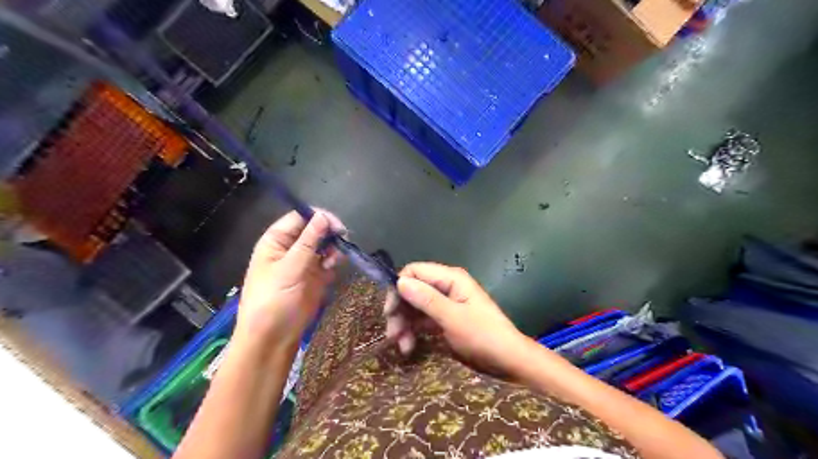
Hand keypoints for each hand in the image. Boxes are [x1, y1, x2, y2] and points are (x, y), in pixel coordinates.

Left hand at [240, 209, 347, 345]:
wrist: (273, 337)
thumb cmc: (273, 299)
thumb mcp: (289, 268)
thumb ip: (308, 241)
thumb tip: (323, 215)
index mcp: (277, 241)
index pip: (300, 217)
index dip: (319, 217)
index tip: (337, 226)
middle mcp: (291, 247)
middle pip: (315, 229)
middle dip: (329, 234)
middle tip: (342, 241)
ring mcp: (304, 262)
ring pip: (324, 245)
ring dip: (333, 249)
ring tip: (334, 261)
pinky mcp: (315, 276)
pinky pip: (328, 261)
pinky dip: (333, 262)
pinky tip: (332, 270)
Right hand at [385, 264, 526, 374]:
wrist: (508, 361)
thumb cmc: (484, 336)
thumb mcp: (453, 318)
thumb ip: (426, 299)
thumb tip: (400, 281)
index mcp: (451, 278)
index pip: (414, 272)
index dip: (399, 288)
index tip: (390, 311)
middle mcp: (446, 287)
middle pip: (412, 290)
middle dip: (400, 311)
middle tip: (393, 335)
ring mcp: (445, 304)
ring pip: (415, 307)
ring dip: (405, 325)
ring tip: (402, 347)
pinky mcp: (444, 320)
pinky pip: (422, 320)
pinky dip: (414, 332)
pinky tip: (409, 347)